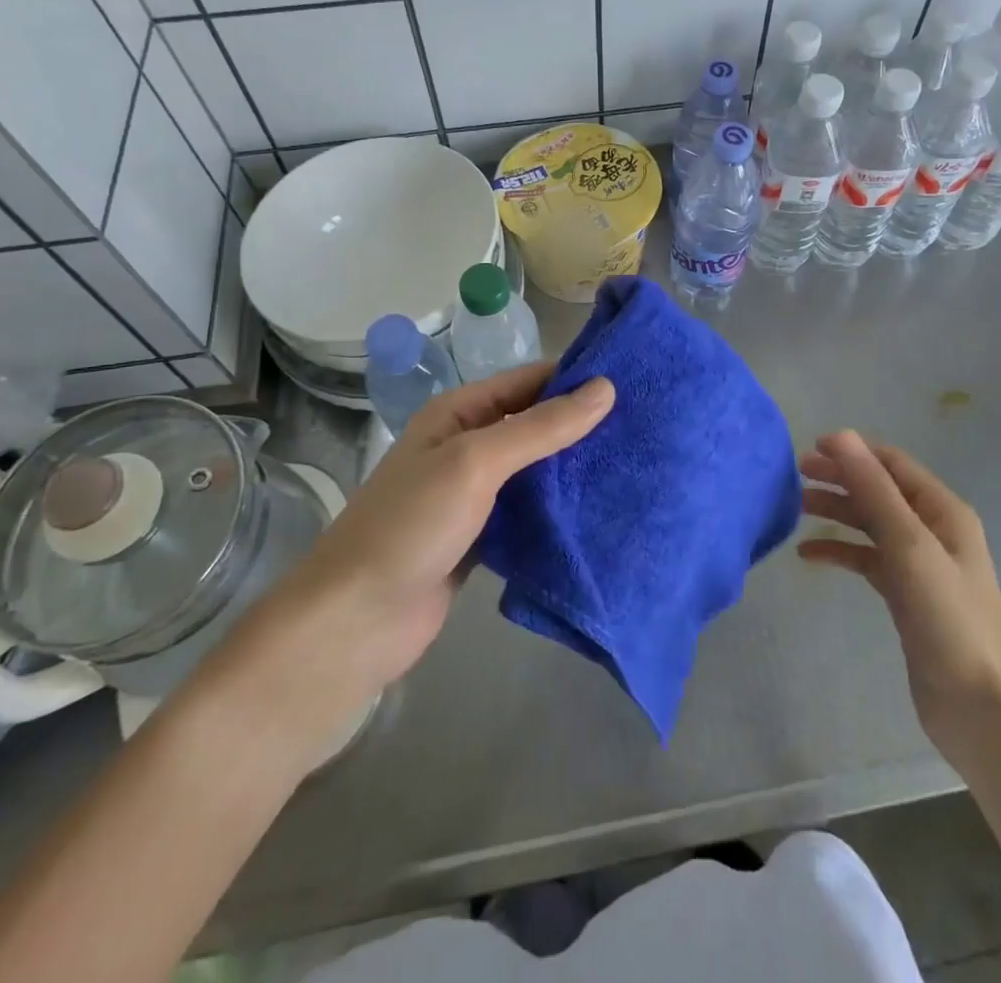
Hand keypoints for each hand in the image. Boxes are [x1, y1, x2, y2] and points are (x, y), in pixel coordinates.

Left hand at [226, 362, 613, 751]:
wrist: (355, 622)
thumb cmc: (411, 526)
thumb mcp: (476, 463)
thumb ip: (540, 427)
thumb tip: (605, 388)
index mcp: (458, 414)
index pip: (527, 381)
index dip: (574, 378)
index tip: (631, 382)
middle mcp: (466, 447)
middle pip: (533, 425)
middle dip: (580, 425)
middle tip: (644, 426)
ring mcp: (473, 495)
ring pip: (534, 471)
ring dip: (573, 469)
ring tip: (633, 465)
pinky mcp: (481, 538)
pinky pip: (528, 512)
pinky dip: (558, 510)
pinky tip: (599, 511)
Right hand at [798, 431, 1000, 767]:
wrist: (980, 708)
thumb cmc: (949, 619)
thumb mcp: (909, 545)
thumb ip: (874, 489)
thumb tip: (840, 435)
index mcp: (942, 511)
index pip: (892, 464)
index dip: (853, 452)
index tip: (809, 448)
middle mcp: (932, 530)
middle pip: (878, 490)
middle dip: (839, 479)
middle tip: (793, 477)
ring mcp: (918, 564)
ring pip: (869, 524)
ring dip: (835, 512)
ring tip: (794, 509)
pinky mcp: (905, 595)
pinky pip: (866, 559)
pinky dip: (839, 551)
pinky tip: (808, 555)